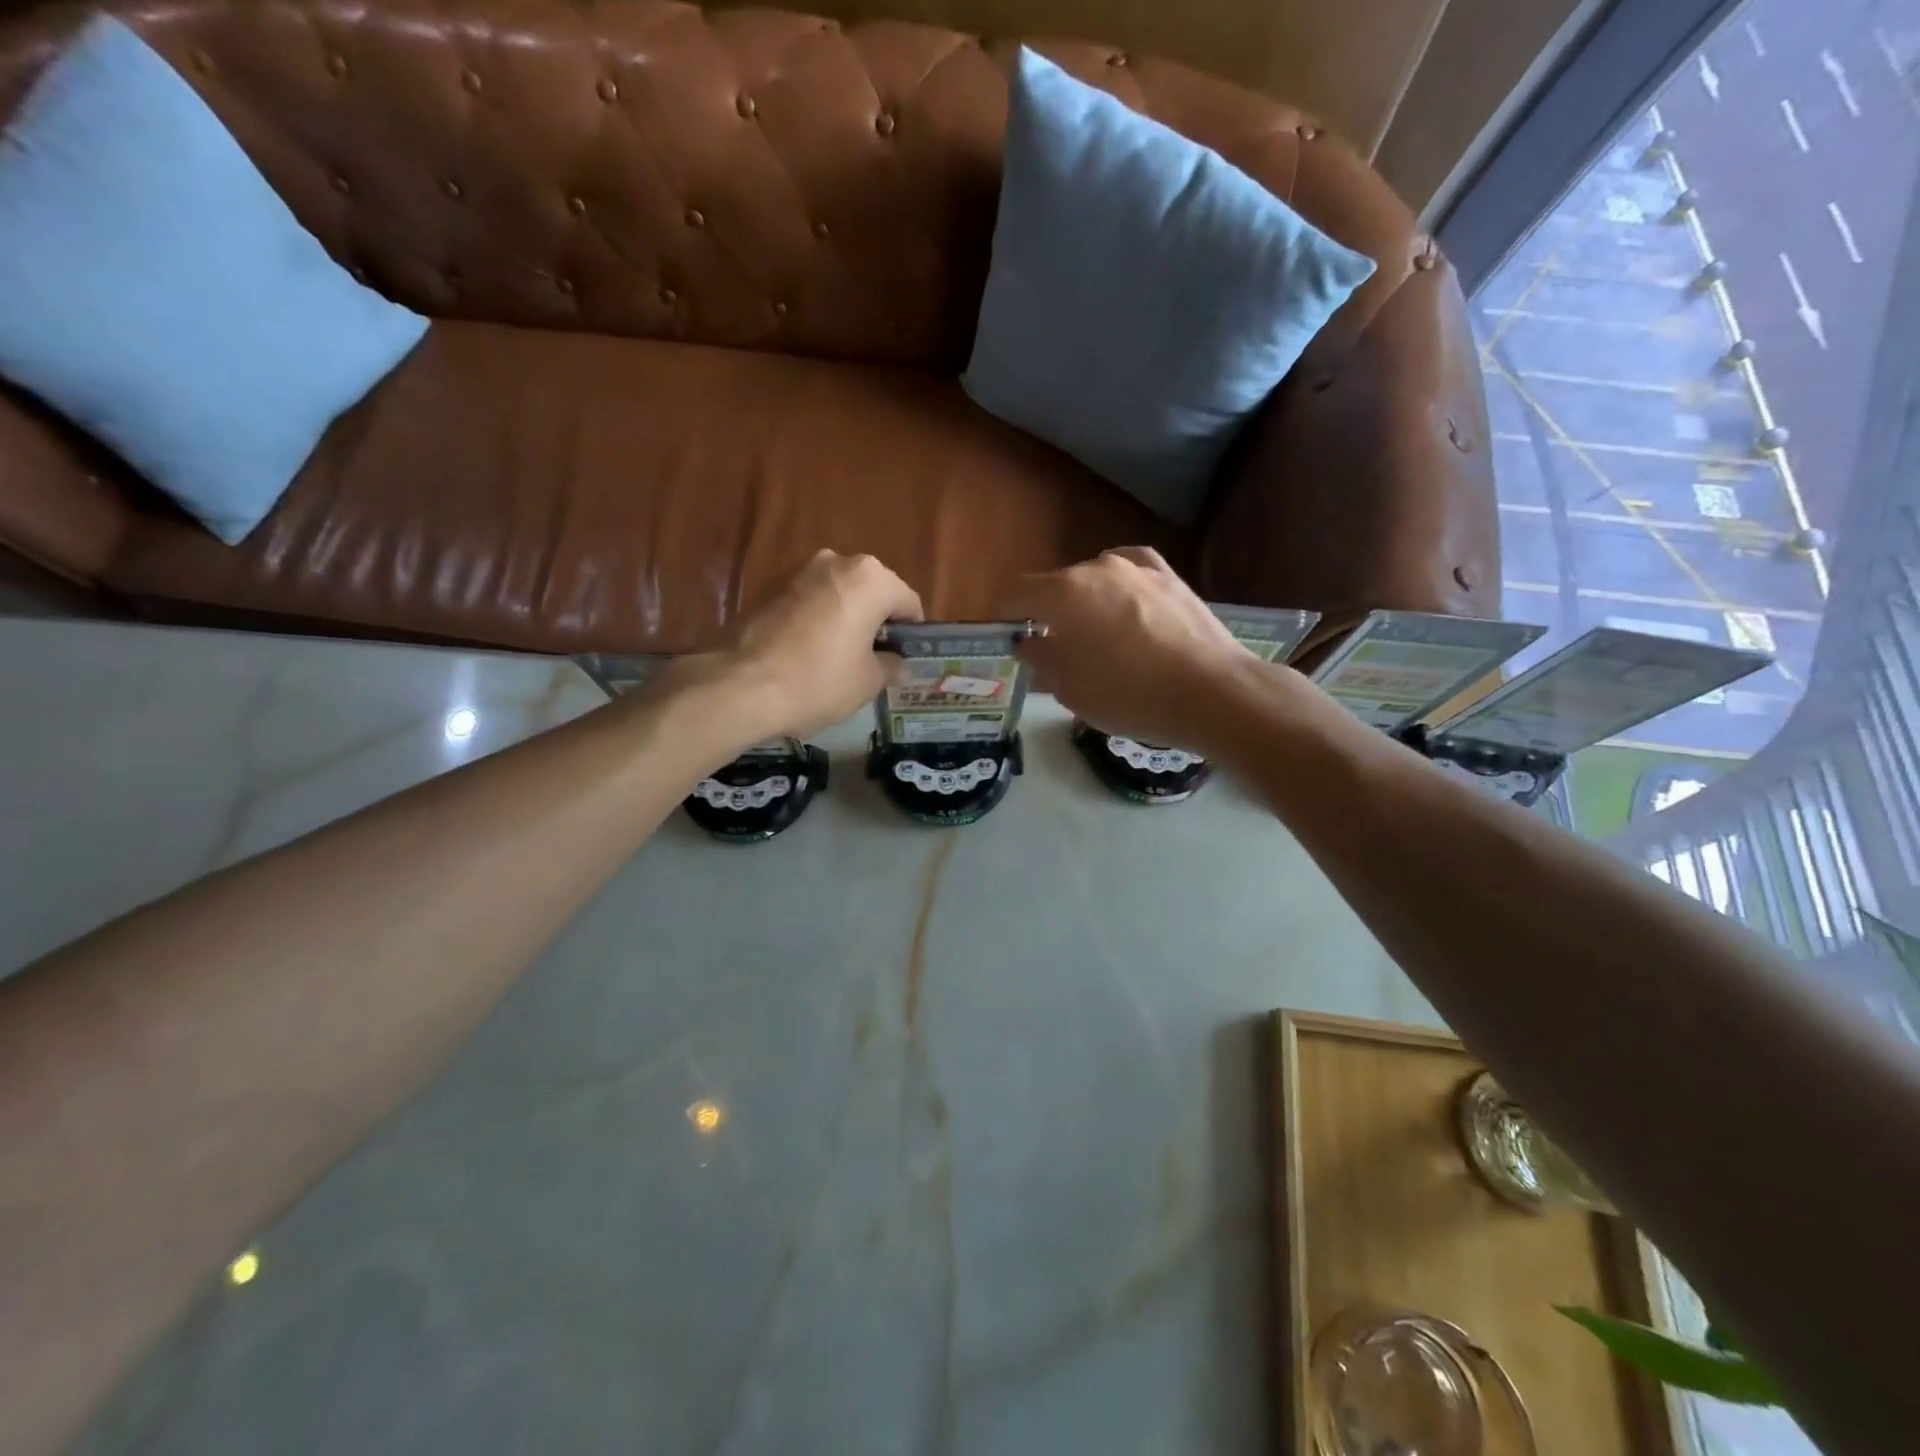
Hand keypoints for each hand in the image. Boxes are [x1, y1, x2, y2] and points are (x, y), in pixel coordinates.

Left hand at [706, 550, 923, 738]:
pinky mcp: (767, 588)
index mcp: (871, 578)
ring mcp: (797, 571)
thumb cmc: (819, 680)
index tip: (903, 660)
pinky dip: (815, 622)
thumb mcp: (868, 682)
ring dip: (844, 620)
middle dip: (875, 622)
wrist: (740, 685)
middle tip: (872, 661)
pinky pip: (807, 603)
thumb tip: (899, 664)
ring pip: (837, 596)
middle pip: (871, 593)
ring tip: (837, 660)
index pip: (908, 602)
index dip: (910, 634)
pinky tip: (807, 655)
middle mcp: (835, 562)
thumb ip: (891, 666)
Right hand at [1000, 548, 1259, 750]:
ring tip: (1099, 639)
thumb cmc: (1129, 695)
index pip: (1015, 594)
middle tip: (1055, 652)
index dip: (1004, 617)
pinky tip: (1125, 607)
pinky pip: (1129, 574)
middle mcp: (1096, 567)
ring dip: (1085, 604)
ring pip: (1093, 581)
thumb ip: (1041, 659)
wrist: (1212, 693)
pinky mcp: (1170, 577)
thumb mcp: (1070, 689)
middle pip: (1055, 587)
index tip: (1008, 641)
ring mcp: (1137, 568)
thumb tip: (1030, 643)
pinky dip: (1118, 589)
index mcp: (1063, 593)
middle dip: (1047, 615)